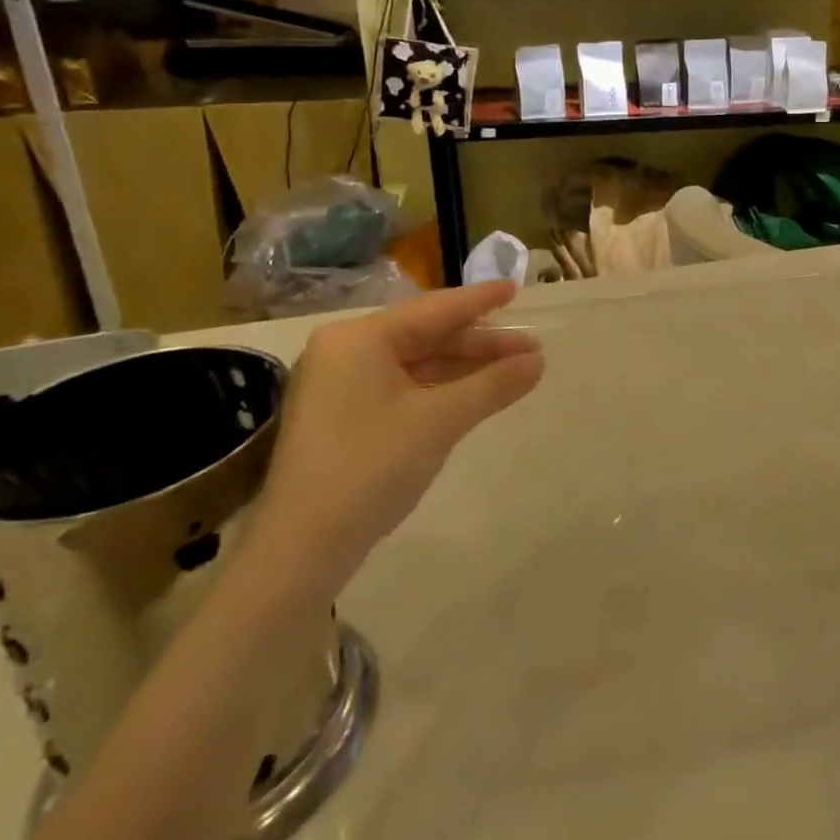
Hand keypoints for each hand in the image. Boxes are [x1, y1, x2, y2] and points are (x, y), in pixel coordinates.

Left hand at [246, 283, 543, 597]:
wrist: (301, 550)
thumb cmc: (369, 469)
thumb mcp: (439, 421)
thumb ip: (493, 385)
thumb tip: (538, 361)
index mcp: (359, 339)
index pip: (434, 310)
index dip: (480, 300)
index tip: (517, 288)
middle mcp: (346, 352)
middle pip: (427, 335)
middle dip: (480, 343)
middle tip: (531, 348)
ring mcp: (342, 386)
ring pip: (418, 363)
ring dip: (465, 367)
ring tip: (515, 370)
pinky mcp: (345, 416)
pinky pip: (405, 387)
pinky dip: (443, 388)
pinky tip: (475, 393)